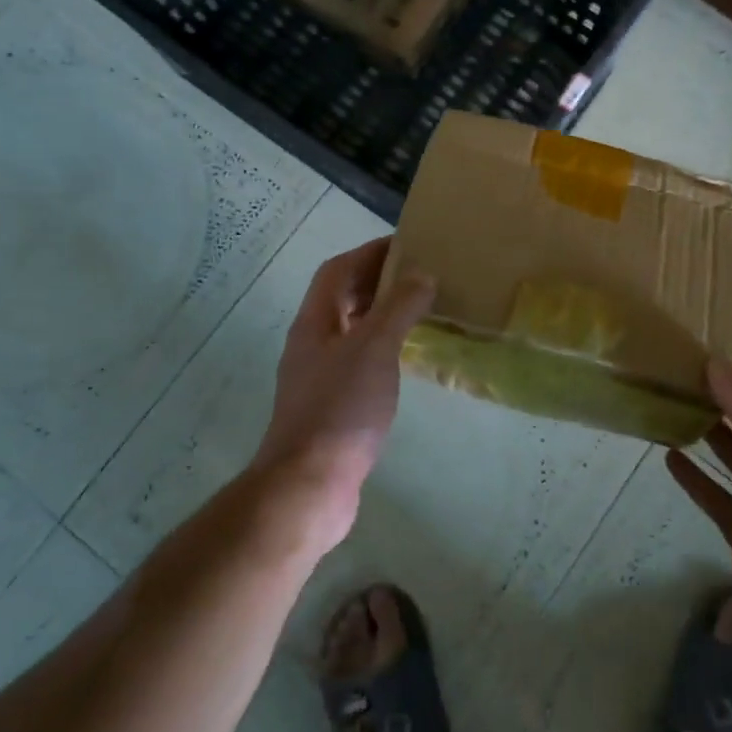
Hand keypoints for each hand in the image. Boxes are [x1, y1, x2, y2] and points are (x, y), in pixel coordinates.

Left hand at [252, 237, 435, 547]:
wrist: (309, 486)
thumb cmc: (341, 408)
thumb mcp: (375, 349)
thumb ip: (399, 307)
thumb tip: (422, 275)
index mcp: (315, 322)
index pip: (338, 269)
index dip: (369, 252)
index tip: (407, 245)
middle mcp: (311, 343)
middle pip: (341, 297)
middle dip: (377, 280)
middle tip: (419, 276)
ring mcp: (318, 377)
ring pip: (350, 330)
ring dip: (380, 314)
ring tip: (419, 310)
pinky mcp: (330, 407)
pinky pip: (358, 361)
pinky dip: (381, 349)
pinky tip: (404, 359)